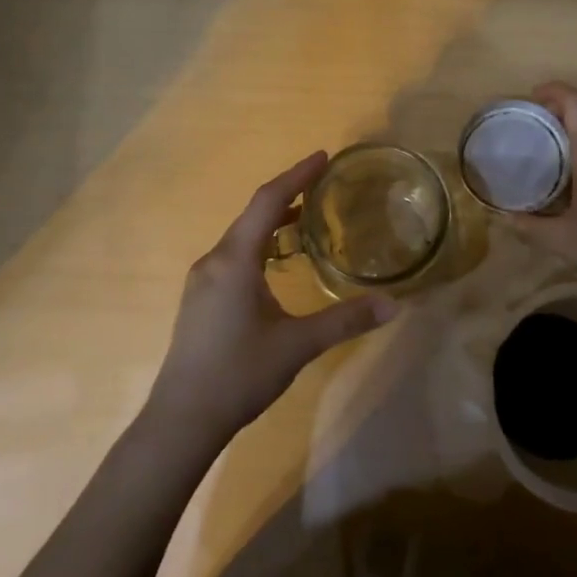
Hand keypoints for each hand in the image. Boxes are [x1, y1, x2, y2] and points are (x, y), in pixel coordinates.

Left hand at [146, 151, 398, 444]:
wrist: (182, 420)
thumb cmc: (239, 374)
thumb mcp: (298, 345)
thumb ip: (345, 320)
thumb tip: (394, 304)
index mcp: (234, 261)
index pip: (267, 202)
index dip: (296, 176)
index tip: (323, 157)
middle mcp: (214, 261)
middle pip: (253, 214)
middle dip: (288, 195)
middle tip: (323, 184)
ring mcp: (202, 281)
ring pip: (242, 237)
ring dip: (273, 222)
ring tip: (308, 219)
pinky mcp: (201, 299)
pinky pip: (234, 256)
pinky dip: (260, 245)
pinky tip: (278, 262)